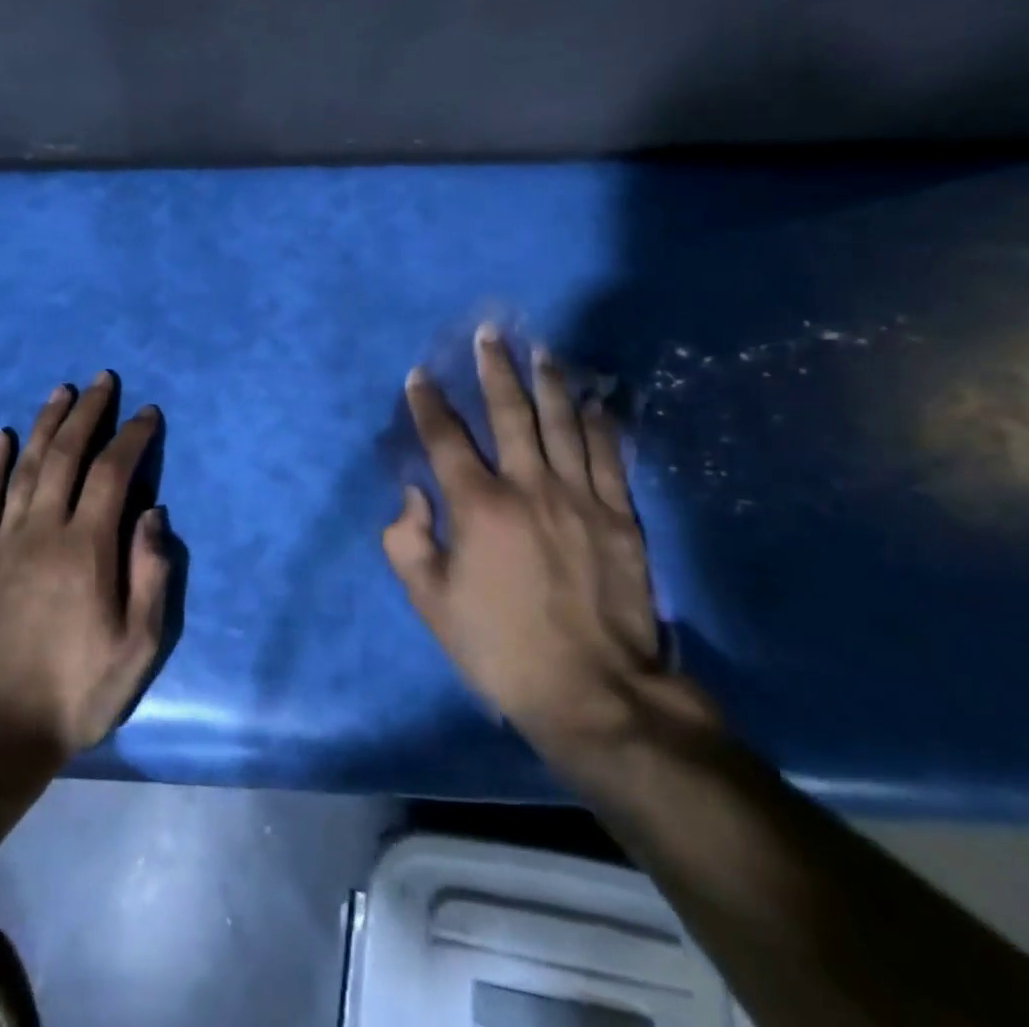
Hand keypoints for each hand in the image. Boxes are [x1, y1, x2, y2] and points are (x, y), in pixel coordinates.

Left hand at [0, 373, 171, 761]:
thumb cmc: (77, 691)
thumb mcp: (138, 646)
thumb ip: (151, 575)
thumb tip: (154, 514)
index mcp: (88, 548)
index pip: (114, 473)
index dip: (132, 437)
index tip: (147, 413)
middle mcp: (44, 531)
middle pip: (67, 456)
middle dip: (88, 414)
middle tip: (103, 380)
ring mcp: (3, 544)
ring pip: (25, 468)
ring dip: (45, 425)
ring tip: (60, 392)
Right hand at [383, 323, 678, 756]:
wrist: (594, 693)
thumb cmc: (502, 648)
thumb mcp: (433, 606)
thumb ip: (409, 543)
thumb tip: (413, 495)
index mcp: (479, 507)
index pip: (446, 439)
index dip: (429, 404)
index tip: (420, 376)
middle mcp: (529, 487)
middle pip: (510, 413)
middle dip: (495, 369)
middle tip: (489, 334)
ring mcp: (580, 497)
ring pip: (563, 423)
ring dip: (549, 382)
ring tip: (542, 350)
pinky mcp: (619, 515)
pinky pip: (608, 455)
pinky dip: (600, 423)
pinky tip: (595, 400)